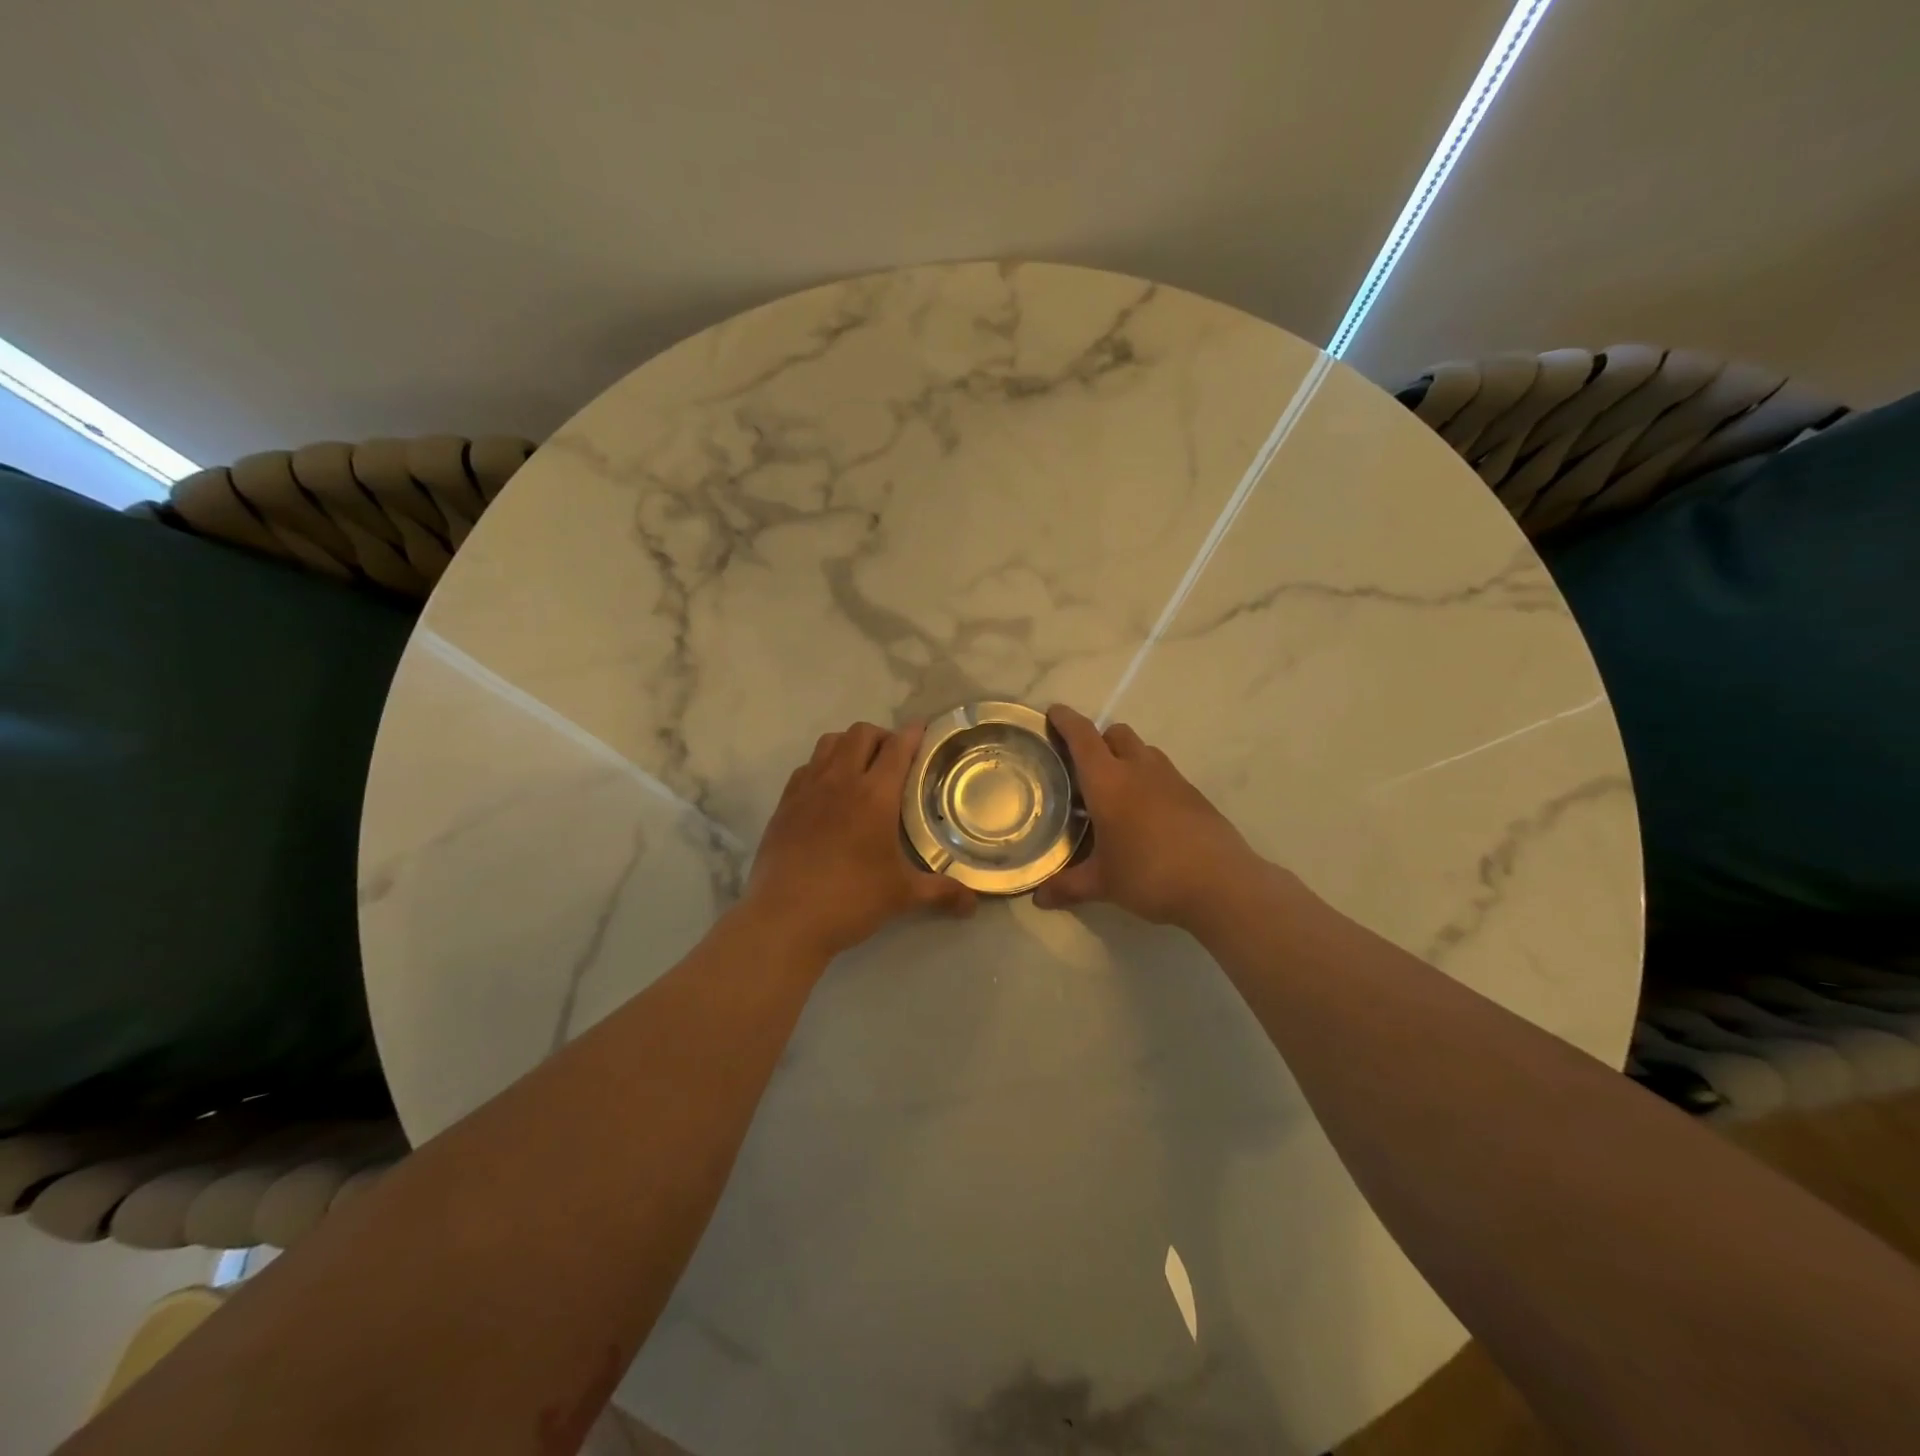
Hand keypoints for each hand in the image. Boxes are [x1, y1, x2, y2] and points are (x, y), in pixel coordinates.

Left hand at [742, 721, 975, 961]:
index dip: (913, 734)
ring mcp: (807, 789)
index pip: (897, 747)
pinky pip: (806, 767)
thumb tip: (972, 904)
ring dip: (850, 744)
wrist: (784, 918)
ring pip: (829, 742)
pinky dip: (822, 766)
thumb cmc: (850, 900)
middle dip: (882, 736)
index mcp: (874, 795)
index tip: (924, 731)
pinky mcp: (784, 803)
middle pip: (861, 733)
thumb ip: (941, 892)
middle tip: (895, 759)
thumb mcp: (902, 895)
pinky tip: (828, 791)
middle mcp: (840, 781)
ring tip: (861, 767)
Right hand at [1034, 705, 1258, 930]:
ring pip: (1142, 750)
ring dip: (1125, 758)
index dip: (1065, 720)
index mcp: (1108, 782)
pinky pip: (1163, 773)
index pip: (1082, 737)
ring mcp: (1171, 778)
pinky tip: (1145, 815)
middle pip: (1115, 733)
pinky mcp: (1194, 794)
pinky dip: (1148, 780)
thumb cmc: (1150, 875)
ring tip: (1114, 792)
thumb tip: (1039, 898)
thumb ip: (1067, 886)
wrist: (1221, 884)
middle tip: (1082, 767)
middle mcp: (1139, 769)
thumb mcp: (1103, 884)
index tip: (1053, 713)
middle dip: (1097, 740)